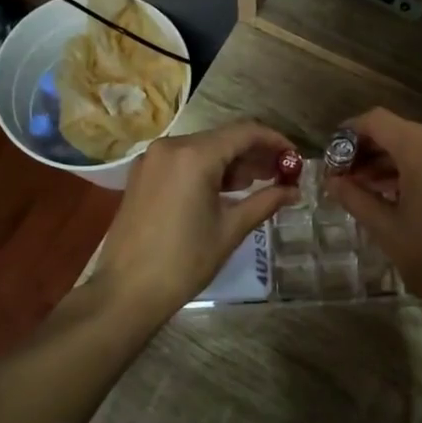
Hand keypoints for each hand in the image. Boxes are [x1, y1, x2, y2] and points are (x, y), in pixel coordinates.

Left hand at [91, 121, 299, 327]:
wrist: (126, 291)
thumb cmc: (184, 261)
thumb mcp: (230, 229)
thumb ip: (265, 202)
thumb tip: (294, 191)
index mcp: (194, 155)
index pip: (245, 132)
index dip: (275, 141)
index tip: (295, 158)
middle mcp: (171, 146)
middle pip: (224, 138)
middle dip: (254, 154)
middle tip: (282, 175)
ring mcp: (152, 159)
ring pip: (203, 148)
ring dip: (232, 162)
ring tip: (258, 185)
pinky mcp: (143, 174)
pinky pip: (184, 160)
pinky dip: (208, 169)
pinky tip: (225, 190)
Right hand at [327, 108, 421, 324]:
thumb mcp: (386, 229)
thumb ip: (355, 197)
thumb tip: (332, 180)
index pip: (378, 121)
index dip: (351, 132)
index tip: (332, 155)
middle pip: (400, 130)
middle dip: (370, 148)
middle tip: (345, 176)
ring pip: (420, 144)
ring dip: (392, 160)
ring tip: (366, 188)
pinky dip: (416, 168)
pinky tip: (398, 193)